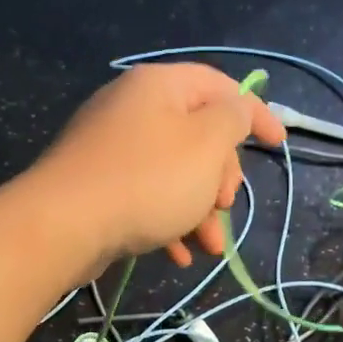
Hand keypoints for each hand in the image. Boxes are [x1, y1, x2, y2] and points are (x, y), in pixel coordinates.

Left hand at [30, 63, 285, 270]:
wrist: (63, 226)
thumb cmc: (147, 180)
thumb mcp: (206, 144)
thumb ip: (233, 119)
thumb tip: (237, 110)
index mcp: (160, 86)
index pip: (221, 87)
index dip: (257, 113)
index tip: (279, 145)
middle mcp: (134, 108)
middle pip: (198, 135)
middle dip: (221, 176)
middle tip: (225, 204)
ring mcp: (112, 148)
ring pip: (175, 173)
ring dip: (200, 210)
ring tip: (210, 246)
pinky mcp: (98, 184)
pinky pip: (146, 195)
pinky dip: (168, 221)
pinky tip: (179, 254)